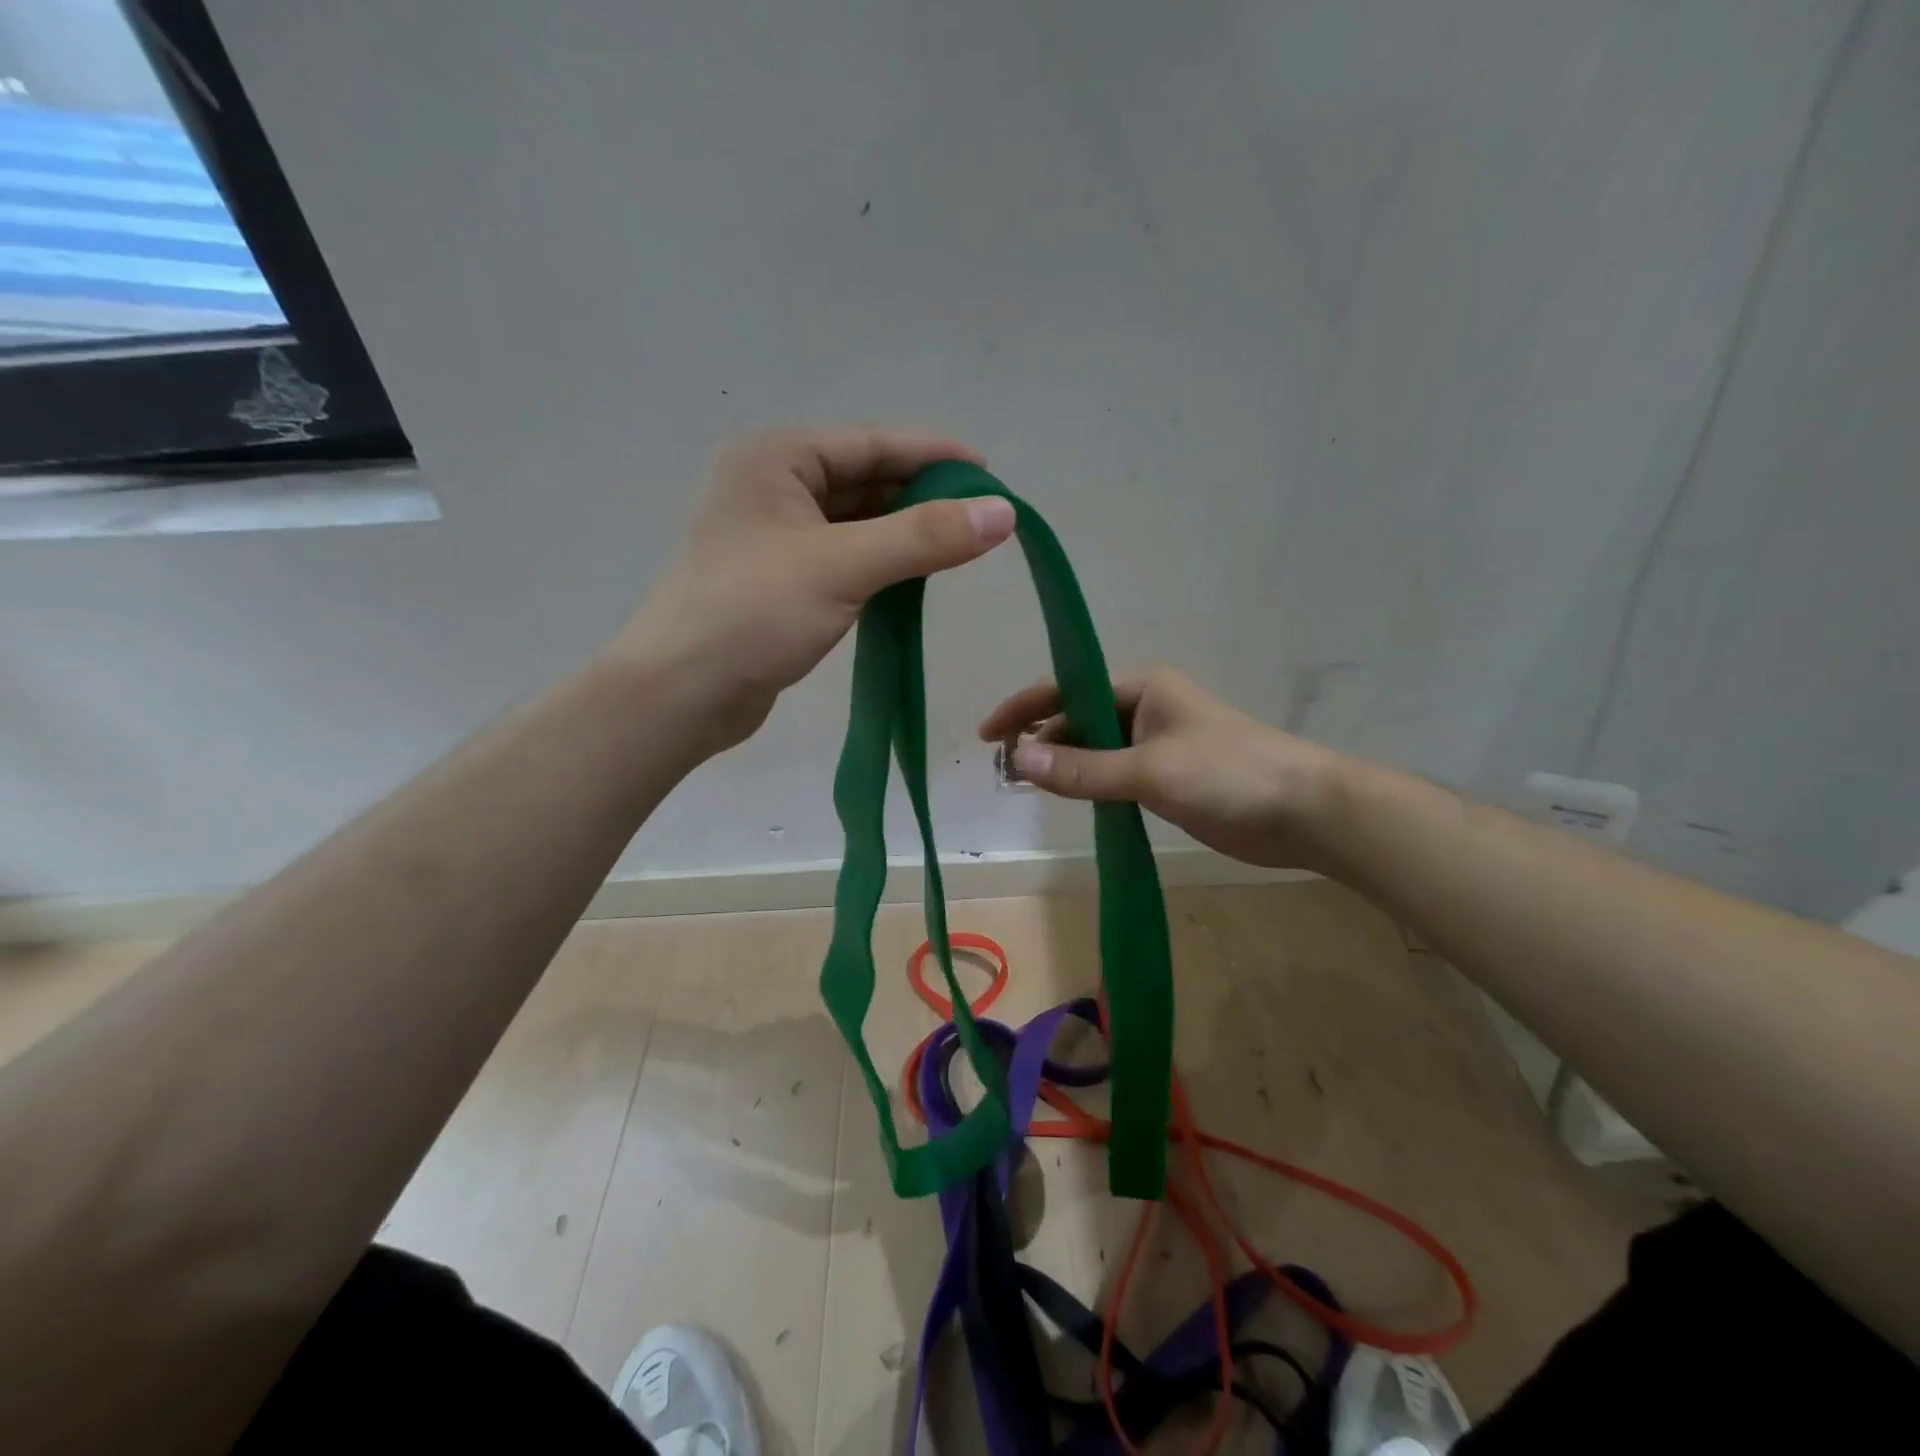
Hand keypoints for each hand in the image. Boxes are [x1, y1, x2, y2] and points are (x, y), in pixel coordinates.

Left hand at [620, 425, 1015, 753]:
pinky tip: (915, 576)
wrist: (681, 694)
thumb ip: (924, 536)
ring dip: (904, 531)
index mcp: (775, 458)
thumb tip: (1004, 513)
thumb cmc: (753, 614)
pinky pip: (844, 556)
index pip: (871, 442)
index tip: (990, 473)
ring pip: (856, 521)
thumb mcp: (843, 566)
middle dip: (922, 496)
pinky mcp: (780, 580)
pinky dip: (881, 562)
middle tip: (982, 517)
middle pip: (864, 479)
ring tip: (959, 546)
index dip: (934, 455)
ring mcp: (774, 535)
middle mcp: (771, 486)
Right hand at [979, 667, 1347, 870]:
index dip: (1025, 708)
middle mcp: (1146, 708)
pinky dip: (1087, 784)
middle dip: (1041, 740)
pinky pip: (1113, 774)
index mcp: (1143, 688)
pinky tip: (1067, 799)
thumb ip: (1083, 769)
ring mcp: (1157, 745)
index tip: (988, 735)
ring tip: (1025, 786)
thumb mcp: (1149, 770)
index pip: (1069, 690)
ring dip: (1062, 764)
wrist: (1305, 811)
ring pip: (1094, 749)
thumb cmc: (1229, 774)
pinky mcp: (1167, 778)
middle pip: (1078, 718)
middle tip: (1005, 771)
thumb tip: (1019, 760)